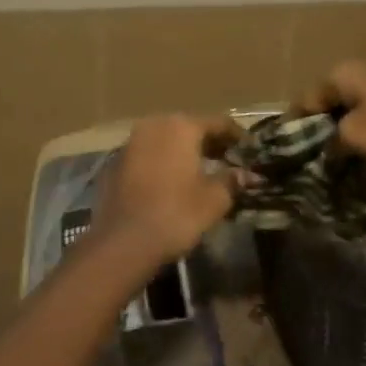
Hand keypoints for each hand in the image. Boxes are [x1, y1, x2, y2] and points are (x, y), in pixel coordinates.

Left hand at [91, 115, 241, 262]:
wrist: (123, 242)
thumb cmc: (176, 214)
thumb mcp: (214, 199)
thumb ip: (232, 180)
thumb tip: (246, 175)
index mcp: (181, 127)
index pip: (218, 123)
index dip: (237, 136)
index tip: (250, 149)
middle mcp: (153, 126)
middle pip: (189, 127)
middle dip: (210, 142)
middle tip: (229, 159)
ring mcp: (130, 143)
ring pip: (166, 140)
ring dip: (185, 152)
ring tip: (203, 171)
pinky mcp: (115, 164)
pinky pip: (148, 156)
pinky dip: (164, 163)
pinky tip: (174, 182)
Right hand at [301, 59, 365, 167]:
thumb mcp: (354, 138)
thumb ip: (332, 141)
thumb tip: (330, 149)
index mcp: (347, 71)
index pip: (309, 96)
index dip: (296, 123)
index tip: (288, 147)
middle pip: (336, 100)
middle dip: (325, 126)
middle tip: (317, 155)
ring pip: (361, 107)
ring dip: (351, 130)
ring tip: (345, 158)